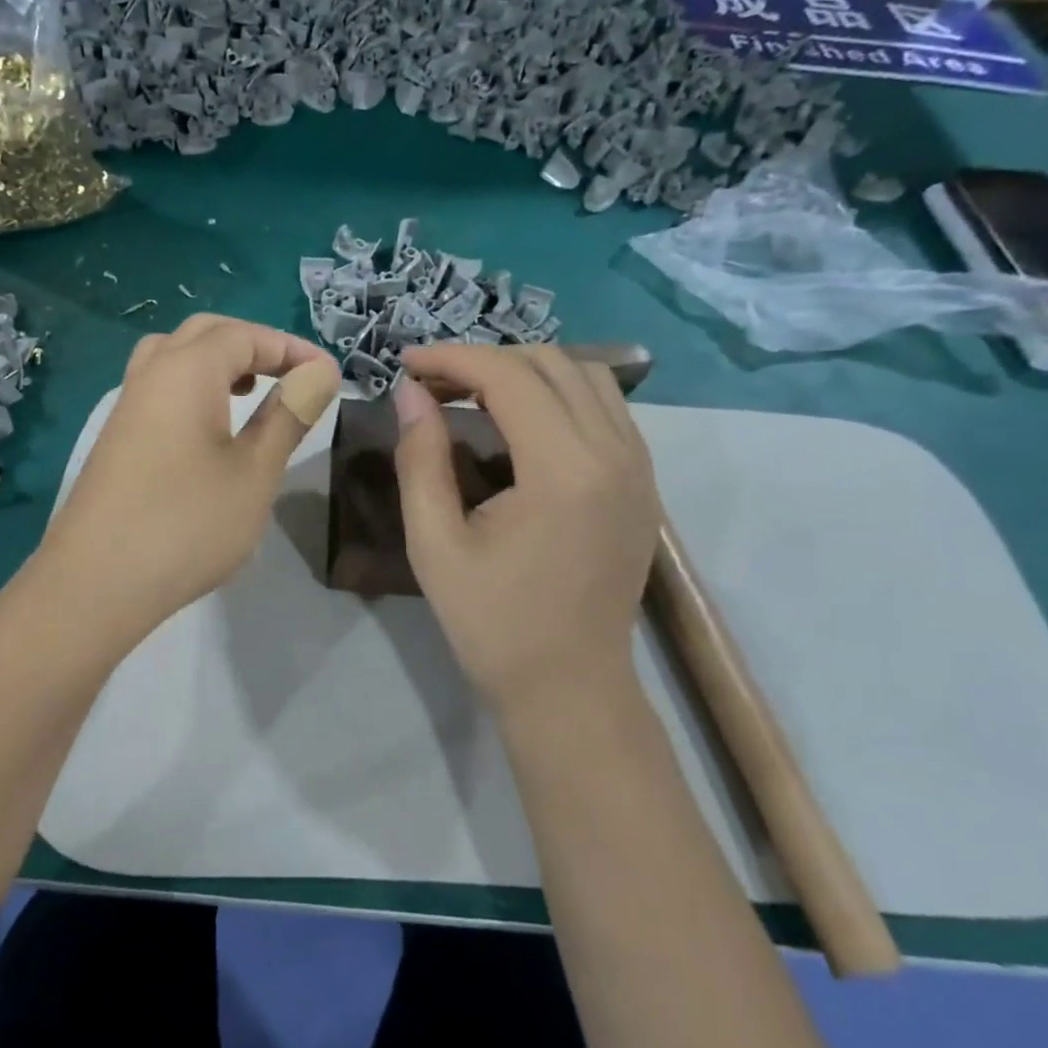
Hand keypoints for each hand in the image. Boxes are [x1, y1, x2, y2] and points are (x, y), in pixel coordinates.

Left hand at [42, 315, 340, 641]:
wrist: (96, 584)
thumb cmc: (188, 524)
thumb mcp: (255, 471)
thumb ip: (289, 414)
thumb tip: (320, 371)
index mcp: (186, 370)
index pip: (246, 335)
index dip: (292, 348)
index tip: (330, 376)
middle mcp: (151, 374)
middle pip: (205, 334)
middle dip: (254, 346)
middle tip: (292, 378)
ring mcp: (127, 406)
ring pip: (175, 356)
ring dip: (218, 362)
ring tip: (251, 392)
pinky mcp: (116, 438)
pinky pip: (159, 387)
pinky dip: (193, 387)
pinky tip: (211, 429)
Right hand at [392, 344, 658, 710]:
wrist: (570, 689)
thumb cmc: (493, 625)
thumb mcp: (435, 544)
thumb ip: (420, 459)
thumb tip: (409, 393)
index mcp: (564, 471)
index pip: (509, 377)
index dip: (452, 358)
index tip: (405, 363)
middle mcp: (615, 454)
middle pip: (552, 363)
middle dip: (485, 359)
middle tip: (432, 383)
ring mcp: (639, 467)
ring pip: (588, 376)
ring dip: (526, 371)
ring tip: (473, 394)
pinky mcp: (643, 483)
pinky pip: (607, 407)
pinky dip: (559, 393)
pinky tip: (521, 420)